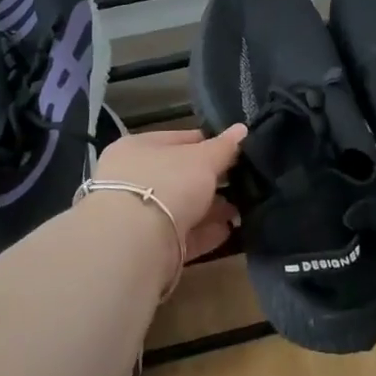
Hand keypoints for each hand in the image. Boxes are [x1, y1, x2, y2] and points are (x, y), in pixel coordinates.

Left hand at [92, 125, 246, 266]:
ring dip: (211, 208)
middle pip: (179, 176)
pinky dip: (205, 232)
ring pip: (182, 207)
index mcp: (136, 149)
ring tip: (241, 208)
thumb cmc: (166, 183)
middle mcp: (132, 180)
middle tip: (242, 181)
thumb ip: (224, 146)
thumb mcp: (202, 158)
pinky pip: (182, 235)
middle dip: (211, 180)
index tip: (235, 150)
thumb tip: (242, 128)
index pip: (177, 139)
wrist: (134, 243)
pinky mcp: (148, 247)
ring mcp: (138, 215)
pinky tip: (229, 230)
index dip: (207, 143)